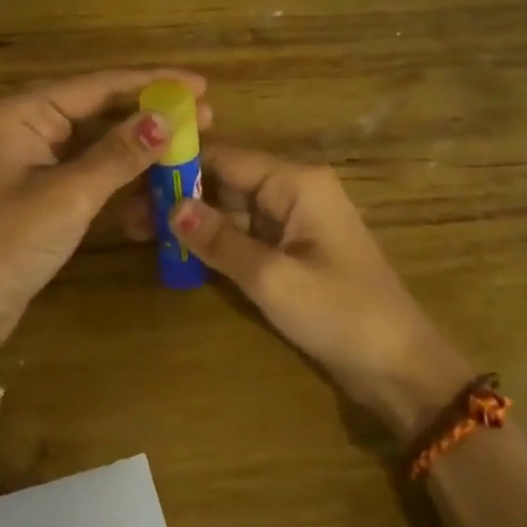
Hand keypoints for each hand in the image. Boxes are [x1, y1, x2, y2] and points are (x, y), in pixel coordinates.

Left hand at [0, 69, 210, 357]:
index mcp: (22, 112)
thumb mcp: (69, 195)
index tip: (201, 85)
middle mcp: (26, 124)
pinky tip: (156, 173)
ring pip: (97, 137)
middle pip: (99, 106)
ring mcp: (33, 156)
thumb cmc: (9, 243)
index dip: (152, 83)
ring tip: (190, 140)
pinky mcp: (41, 186)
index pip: (97, 85)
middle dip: (150, 111)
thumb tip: (169, 117)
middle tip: (206, 114)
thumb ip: (119, 154)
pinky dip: (121, 169)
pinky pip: (89, 165)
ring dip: (140, 141)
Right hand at [129, 147, 472, 440]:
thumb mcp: (273, 278)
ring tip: (136, 231)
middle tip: (126, 215)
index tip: (131, 178)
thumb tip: (171, 207)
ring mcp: (291, 222)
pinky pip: (243, 236)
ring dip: (190, 221)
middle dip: (179, 195)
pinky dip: (212, 243)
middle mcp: (293, 191)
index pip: (225, 157)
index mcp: (296, 182)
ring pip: (230, 210)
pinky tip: (173, 251)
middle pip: (224, 181)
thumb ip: (220, 241)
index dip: (179, 166)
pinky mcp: (290, 251)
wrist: (399, 368)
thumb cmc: (341, 314)